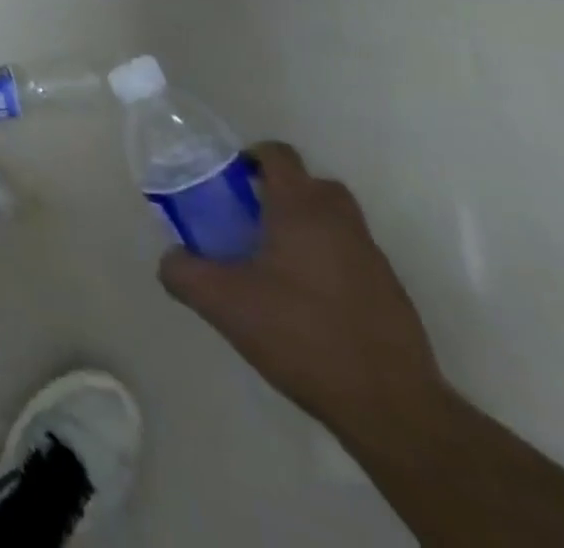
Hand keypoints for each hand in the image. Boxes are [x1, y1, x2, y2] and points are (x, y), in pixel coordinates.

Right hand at [158, 142, 444, 442]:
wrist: (392, 409)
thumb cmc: (301, 335)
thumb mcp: (223, 304)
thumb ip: (183, 272)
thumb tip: (170, 259)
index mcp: (301, 208)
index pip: (278, 154)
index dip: (251, 157)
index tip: (230, 181)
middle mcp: (341, 221)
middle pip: (311, 183)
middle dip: (281, 193)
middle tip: (250, 221)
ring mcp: (373, 258)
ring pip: (335, 221)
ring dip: (306, 228)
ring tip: (275, 266)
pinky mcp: (393, 294)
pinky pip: (352, 258)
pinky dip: (329, 264)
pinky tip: (308, 304)